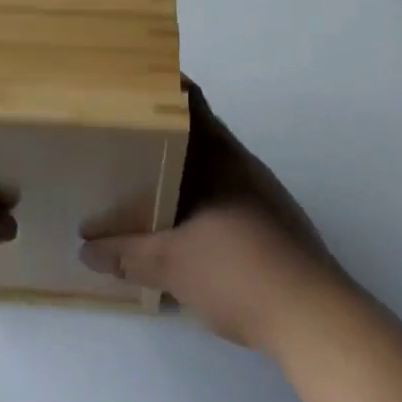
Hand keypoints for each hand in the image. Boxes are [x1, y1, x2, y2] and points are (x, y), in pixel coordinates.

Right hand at [79, 83, 348, 351]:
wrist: (315, 318)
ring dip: (186, 166)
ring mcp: (262, 191)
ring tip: (148, 178)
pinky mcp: (276, 222)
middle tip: (126, 134)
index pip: (191, 101)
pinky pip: (230, 192)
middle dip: (164, 130)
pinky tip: (190, 225)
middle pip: (199, 130)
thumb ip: (127, 253)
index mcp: (218, 154)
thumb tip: (87, 247)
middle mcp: (241, 162)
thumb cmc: (239, 271)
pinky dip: (205, 196)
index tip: (132, 83)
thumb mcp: (172, 265)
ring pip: (215, 163)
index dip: (164, 85)